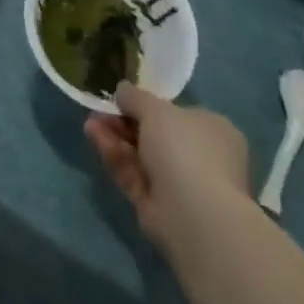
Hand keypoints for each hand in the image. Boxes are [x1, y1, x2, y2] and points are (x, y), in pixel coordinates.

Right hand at [86, 85, 249, 248]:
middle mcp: (201, 157)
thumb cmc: (184, 148)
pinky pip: (133, 174)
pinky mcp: (158, 205)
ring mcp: (179, 184)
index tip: (122, 99)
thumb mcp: (156, 109)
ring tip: (90, 122)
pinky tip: (93, 136)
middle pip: (155, 135)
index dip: (149, 106)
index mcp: (213, 131)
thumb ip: (135, 97)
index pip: (179, 115)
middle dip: (124, 121)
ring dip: (114, 136)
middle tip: (100, 111)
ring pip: (140, 155)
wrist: (193, 213)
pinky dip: (113, 155)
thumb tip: (123, 90)